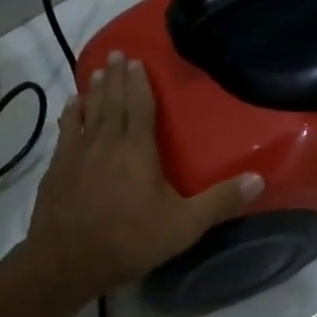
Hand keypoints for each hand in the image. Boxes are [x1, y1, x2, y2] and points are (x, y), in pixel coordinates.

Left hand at [26, 51, 262, 294]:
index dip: (139, 83)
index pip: (139, 106)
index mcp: (137, 149)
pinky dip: (70, 115)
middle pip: (112, 101)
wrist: (66, 263)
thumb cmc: (129, 240)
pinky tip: (71, 106)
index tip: (136, 60)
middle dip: (116, 77)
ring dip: (94, 90)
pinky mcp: (57, 169)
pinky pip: (66, 131)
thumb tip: (258, 179)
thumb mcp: (183, 226)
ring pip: (88, 112)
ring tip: (96, 71)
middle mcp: (107, 142)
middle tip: (117, 54)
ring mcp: (78, 154)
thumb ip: (219, 201)